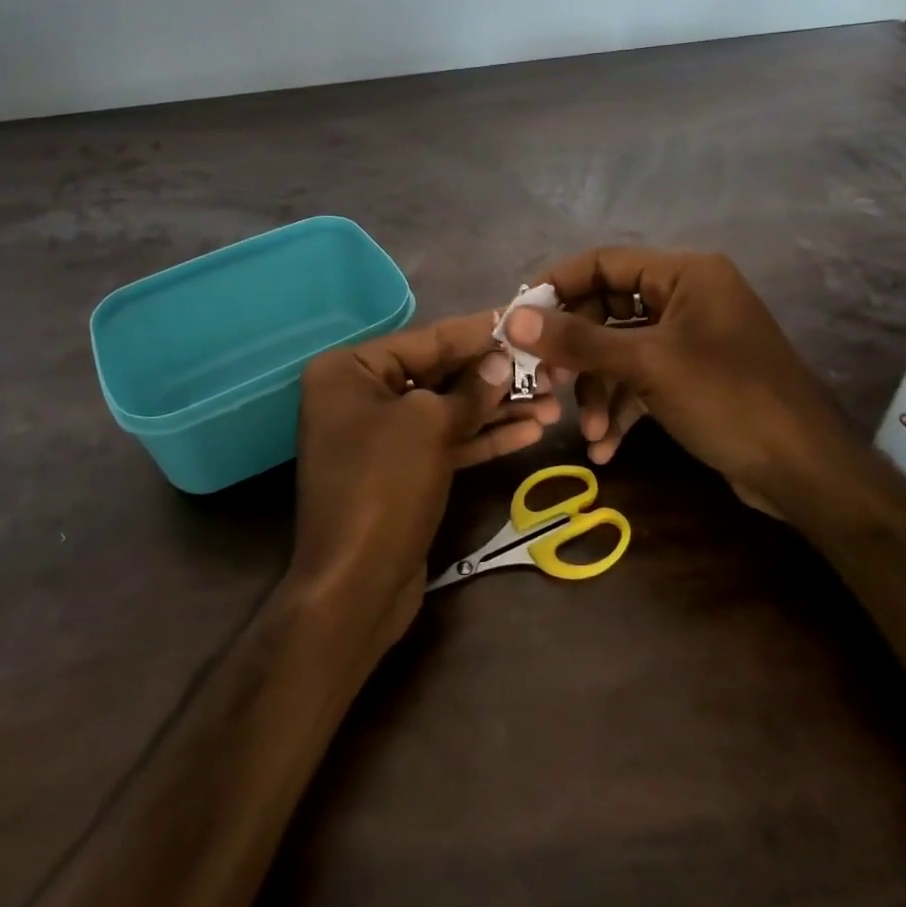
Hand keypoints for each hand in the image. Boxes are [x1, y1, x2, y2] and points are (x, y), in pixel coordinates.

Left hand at [292, 312, 560, 650]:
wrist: (355, 587)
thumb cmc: (384, 485)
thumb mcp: (430, 425)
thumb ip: (471, 389)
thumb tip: (501, 364)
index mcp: (350, 369)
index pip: (428, 339)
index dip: (481, 331)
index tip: (526, 319)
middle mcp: (360, 395)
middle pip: (440, 373)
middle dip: (496, 375)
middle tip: (551, 369)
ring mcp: (380, 436)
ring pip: (448, 410)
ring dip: (499, 408)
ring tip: (555, 403)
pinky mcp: (400, 471)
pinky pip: (445, 442)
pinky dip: (483, 438)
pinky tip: (531, 433)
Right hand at [502, 248, 864, 515]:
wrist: (805, 472)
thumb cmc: (727, 399)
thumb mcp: (647, 365)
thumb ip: (578, 341)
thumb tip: (511, 319)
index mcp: (685, 273)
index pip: (603, 262)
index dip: (556, 287)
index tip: (517, 318)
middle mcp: (686, 297)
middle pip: (607, 309)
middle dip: (577, 353)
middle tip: (545, 382)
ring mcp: (690, 339)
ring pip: (620, 351)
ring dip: (598, 390)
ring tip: (587, 431)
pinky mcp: (691, 377)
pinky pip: (641, 380)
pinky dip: (621, 408)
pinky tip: (604, 447)